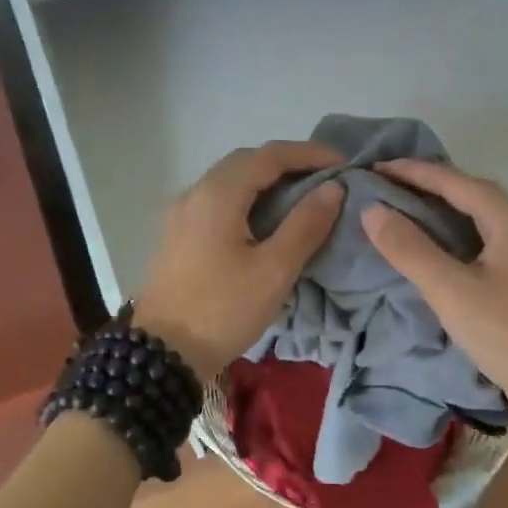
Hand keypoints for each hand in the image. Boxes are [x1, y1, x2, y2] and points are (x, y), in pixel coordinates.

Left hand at [133, 141, 344, 378]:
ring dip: (267, 179)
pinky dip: (248, 197)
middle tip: (325, 178)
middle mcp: (195, 192)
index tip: (344, 163)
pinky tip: (266, 218)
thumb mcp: (274, 270)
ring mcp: (182, 213)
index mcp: (218, 194)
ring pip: (230, 180)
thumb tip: (333, 187)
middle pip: (247, 161)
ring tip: (302, 196)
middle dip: (288, 162)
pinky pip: (218, 199)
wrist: (163, 354)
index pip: (270, 155)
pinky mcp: (178, 233)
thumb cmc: (223, 310)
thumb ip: (305, 224)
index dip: (310, 153)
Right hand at [361, 160, 507, 425]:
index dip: (414, 171)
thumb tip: (372, 209)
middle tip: (389, 183)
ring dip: (444, 206)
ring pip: (480, 216)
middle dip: (430, 182)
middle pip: (472, 192)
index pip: (456, 181)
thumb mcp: (451, 291)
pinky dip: (456, 232)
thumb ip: (410, 249)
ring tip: (408, 206)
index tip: (376, 166)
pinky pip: (485, 239)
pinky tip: (440, 246)